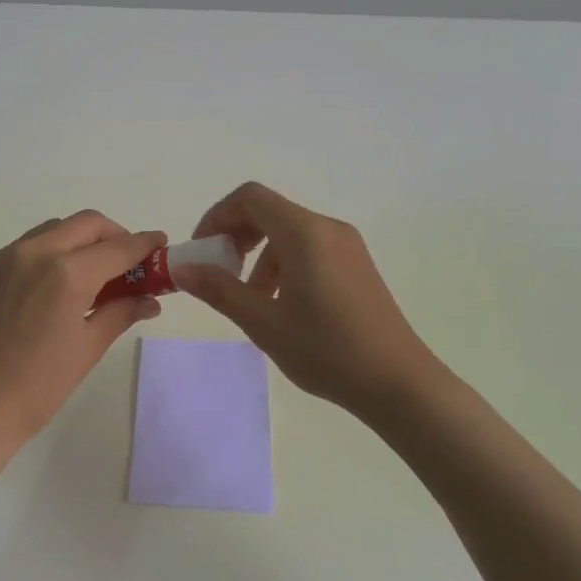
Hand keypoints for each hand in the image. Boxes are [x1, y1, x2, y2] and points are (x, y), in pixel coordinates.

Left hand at [0, 211, 165, 450]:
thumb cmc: (38, 387)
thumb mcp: (88, 348)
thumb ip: (121, 312)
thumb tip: (150, 300)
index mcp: (67, 274)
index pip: (118, 247)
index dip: (144, 243)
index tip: (160, 243)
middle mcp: (33, 253)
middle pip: (85, 224)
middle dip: (112, 234)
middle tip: (126, 259)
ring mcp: (1, 259)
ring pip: (50, 230)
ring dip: (77, 241)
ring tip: (87, 273)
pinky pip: (20, 250)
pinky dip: (44, 256)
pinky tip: (46, 288)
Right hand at [174, 182, 444, 415]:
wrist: (398, 382)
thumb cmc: (327, 350)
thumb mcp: (264, 323)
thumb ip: (220, 290)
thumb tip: (182, 269)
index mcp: (304, 233)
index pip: (250, 198)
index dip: (217, 216)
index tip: (202, 250)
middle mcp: (327, 228)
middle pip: (269, 211)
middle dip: (236, 234)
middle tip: (218, 271)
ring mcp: (347, 246)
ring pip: (289, 233)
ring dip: (259, 255)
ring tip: (250, 299)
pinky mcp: (357, 265)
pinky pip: (310, 248)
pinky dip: (283, 264)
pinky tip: (281, 305)